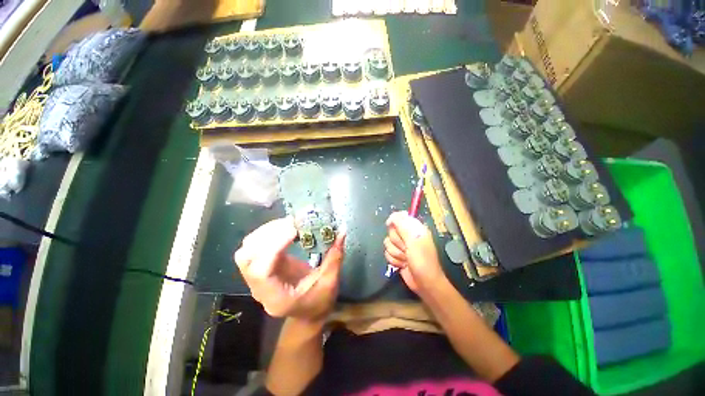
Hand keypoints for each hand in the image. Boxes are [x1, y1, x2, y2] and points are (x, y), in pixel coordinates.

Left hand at [234, 217, 345, 319]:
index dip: (274, 246)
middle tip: (292, 223)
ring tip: (289, 222)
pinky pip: (256, 246)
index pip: (261, 271)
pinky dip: (268, 233)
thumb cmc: (319, 302)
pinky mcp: (262, 266)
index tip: (294, 229)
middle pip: (246, 258)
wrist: (308, 313)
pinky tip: (285, 227)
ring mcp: (256, 277)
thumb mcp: (330, 282)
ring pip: (247, 249)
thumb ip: (335, 257)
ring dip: (266, 231)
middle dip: (268, 235)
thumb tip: (342, 231)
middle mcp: (259, 288)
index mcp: (276, 297)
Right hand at [384, 211, 448, 296]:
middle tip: (407, 249)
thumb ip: (403, 225)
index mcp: (415, 228)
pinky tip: (402, 264)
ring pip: (387, 243)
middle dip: (397, 242)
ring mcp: (402, 246)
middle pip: (391, 231)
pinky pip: (387, 253)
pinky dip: (394, 260)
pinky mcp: (397, 256)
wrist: (424, 283)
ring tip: (406, 259)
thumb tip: (392, 216)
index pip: (399, 217)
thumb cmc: (423, 260)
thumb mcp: (414, 240)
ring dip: (396, 253)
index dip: (394, 221)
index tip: (390, 225)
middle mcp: (407, 235)